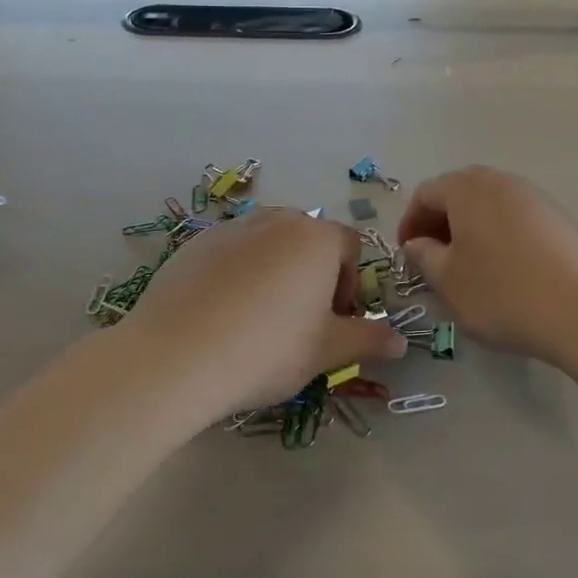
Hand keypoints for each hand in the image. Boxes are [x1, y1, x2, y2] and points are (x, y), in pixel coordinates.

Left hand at [123, 209, 405, 418]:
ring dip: (275, 271)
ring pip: (267, 244)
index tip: (335, 321)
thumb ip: (368, 339)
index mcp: (316, 238)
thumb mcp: (327, 351)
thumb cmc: (268, 350)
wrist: (177, 356)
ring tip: (259, 319)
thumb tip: (399, 341)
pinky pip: (230, 253)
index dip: (351, 283)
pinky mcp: (193, 244)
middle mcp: (276, 220)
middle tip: (301, 321)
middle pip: (308, 240)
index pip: (350, 246)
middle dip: (314, 274)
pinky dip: (236, 275)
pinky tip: (222, 316)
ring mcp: (231, 228)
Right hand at [395, 167, 577, 368]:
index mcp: (468, 188)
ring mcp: (537, 198)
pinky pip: (518, 219)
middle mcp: (503, 181)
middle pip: (460, 192)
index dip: (410, 222)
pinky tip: (505, 271)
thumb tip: (418, 243)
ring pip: (490, 205)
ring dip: (471, 229)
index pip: (426, 193)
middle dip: (440, 222)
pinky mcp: (562, 219)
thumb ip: (424, 256)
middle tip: (433, 258)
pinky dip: (500, 236)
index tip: (407, 254)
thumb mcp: (448, 281)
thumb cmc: (503, 294)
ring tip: (468, 267)